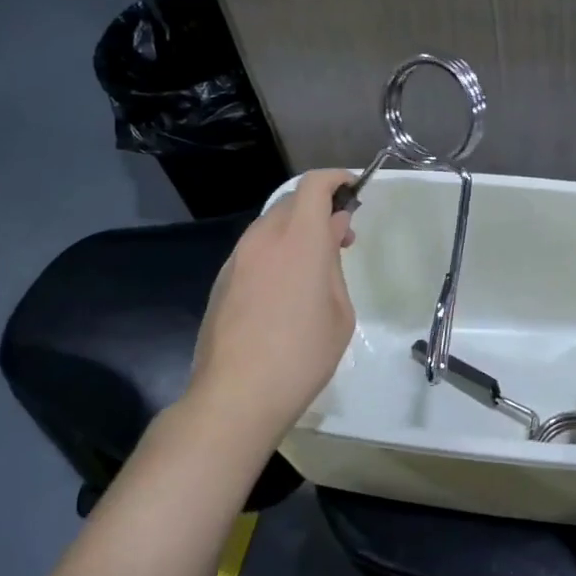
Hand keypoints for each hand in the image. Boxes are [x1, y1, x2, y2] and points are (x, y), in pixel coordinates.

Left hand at [186, 170, 356, 450]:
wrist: (236, 395)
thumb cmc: (303, 355)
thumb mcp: (340, 312)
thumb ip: (334, 265)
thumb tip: (330, 235)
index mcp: (299, 240)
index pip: (314, 186)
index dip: (335, 180)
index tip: (353, 190)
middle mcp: (263, 239)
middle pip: (292, 203)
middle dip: (319, 209)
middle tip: (341, 239)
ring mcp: (237, 259)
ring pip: (270, 226)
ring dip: (296, 232)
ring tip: (314, 267)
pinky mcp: (222, 281)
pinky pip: (255, 251)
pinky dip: (276, 252)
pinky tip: (285, 289)